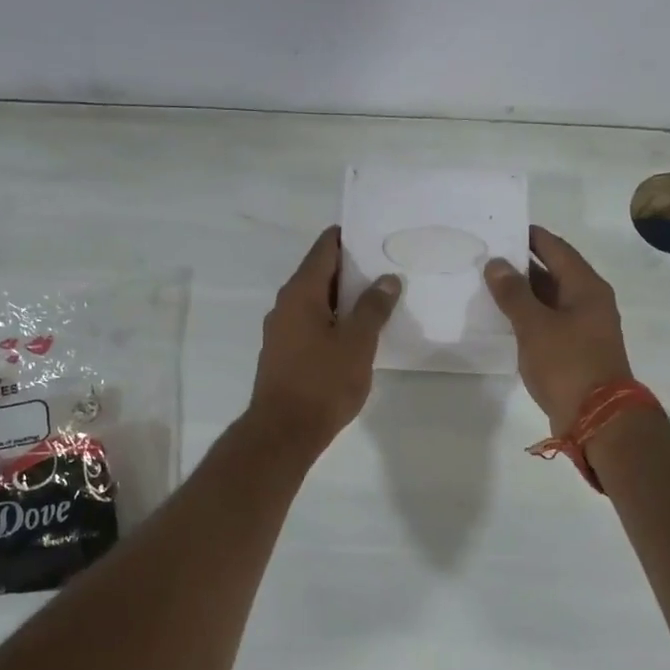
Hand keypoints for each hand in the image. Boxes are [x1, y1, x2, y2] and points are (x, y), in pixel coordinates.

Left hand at [248, 227, 401, 452]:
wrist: (284, 432)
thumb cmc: (322, 382)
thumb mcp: (357, 342)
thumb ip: (373, 307)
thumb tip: (386, 279)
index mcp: (300, 292)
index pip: (325, 249)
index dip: (349, 238)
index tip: (376, 236)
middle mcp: (285, 304)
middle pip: (320, 273)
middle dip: (352, 270)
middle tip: (387, 268)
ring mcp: (281, 330)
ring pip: (317, 301)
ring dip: (344, 298)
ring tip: (379, 299)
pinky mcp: (284, 353)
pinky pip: (312, 324)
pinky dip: (334, 320)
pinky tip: (357, 333)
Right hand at [484, 225, 633, 432]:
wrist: (596, 417)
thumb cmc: (568, 364)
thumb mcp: (535, 326)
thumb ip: (513, 294)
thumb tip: (497, 263)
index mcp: (586, 287)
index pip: (557, 249)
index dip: (532, 237)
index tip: (505, 228)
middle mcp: (589, 302)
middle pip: (555, 273)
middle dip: (523, 264)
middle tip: (489, 256)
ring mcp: (584, 328)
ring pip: (550, 300)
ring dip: (524, 292)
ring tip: (490, 284)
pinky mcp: (575, 351)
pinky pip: (549, 323)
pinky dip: (529, 317)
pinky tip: (505, 319)